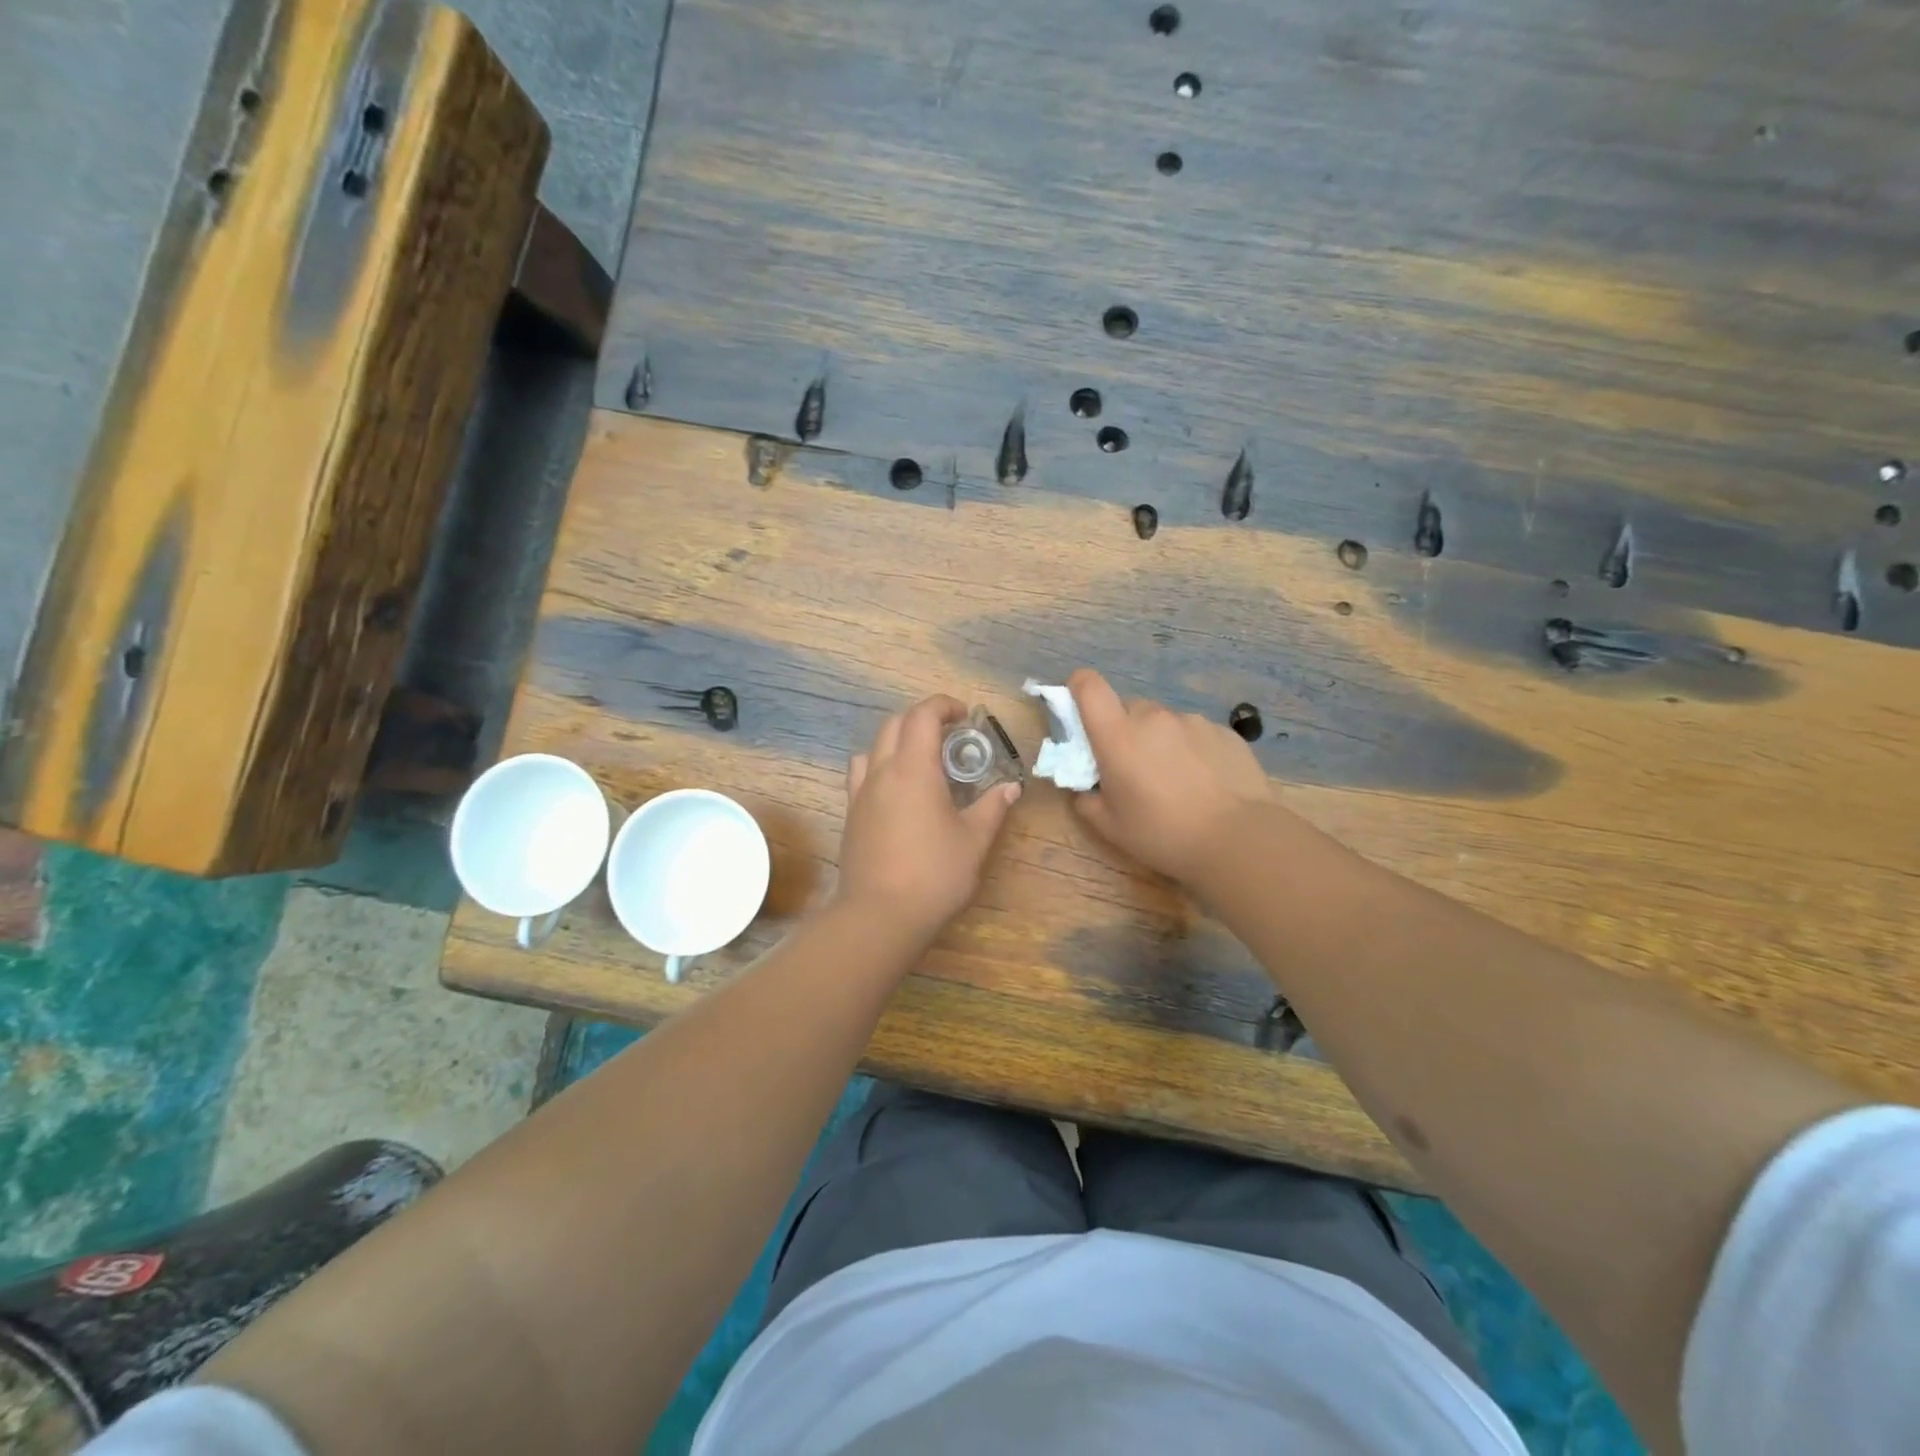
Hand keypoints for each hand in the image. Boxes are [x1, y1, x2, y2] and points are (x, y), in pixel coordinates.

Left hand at [837, 695, 1020, 939]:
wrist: (880, 915)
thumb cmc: (934, 875)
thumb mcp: (974, 841)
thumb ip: (992, 808)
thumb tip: (1010, 788)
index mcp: (913, 769)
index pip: (923, 715)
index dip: (944, 705)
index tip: (965, 716)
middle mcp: (882, 771)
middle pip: (895, 723)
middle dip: (922, 719)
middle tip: (950, 736)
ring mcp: (860, 793)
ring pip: (873, 746)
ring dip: (897, 740)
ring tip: (920, 760)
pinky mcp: (850, 815)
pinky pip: (861, 773)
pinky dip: (879, 765)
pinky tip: (896, 791)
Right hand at [1067, 668, 1274, 884]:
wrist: (1238, 839)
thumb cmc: (1162, 833)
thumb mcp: (1110, 827)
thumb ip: (1087, 800)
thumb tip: (1086, 789)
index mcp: (1117, 735)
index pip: (1088, 686)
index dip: (1079, 689)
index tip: (1082, 714)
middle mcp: (1153, 717)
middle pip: (1129, 708)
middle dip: (1125, 731)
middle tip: (1134, 769)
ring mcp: (1193, 721)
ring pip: (1164, 722)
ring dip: (1160, 742)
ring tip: (1177, 782)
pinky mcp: (1224, 732)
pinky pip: (1195, 734)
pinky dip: (1192, 751)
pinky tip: (1206, 784)